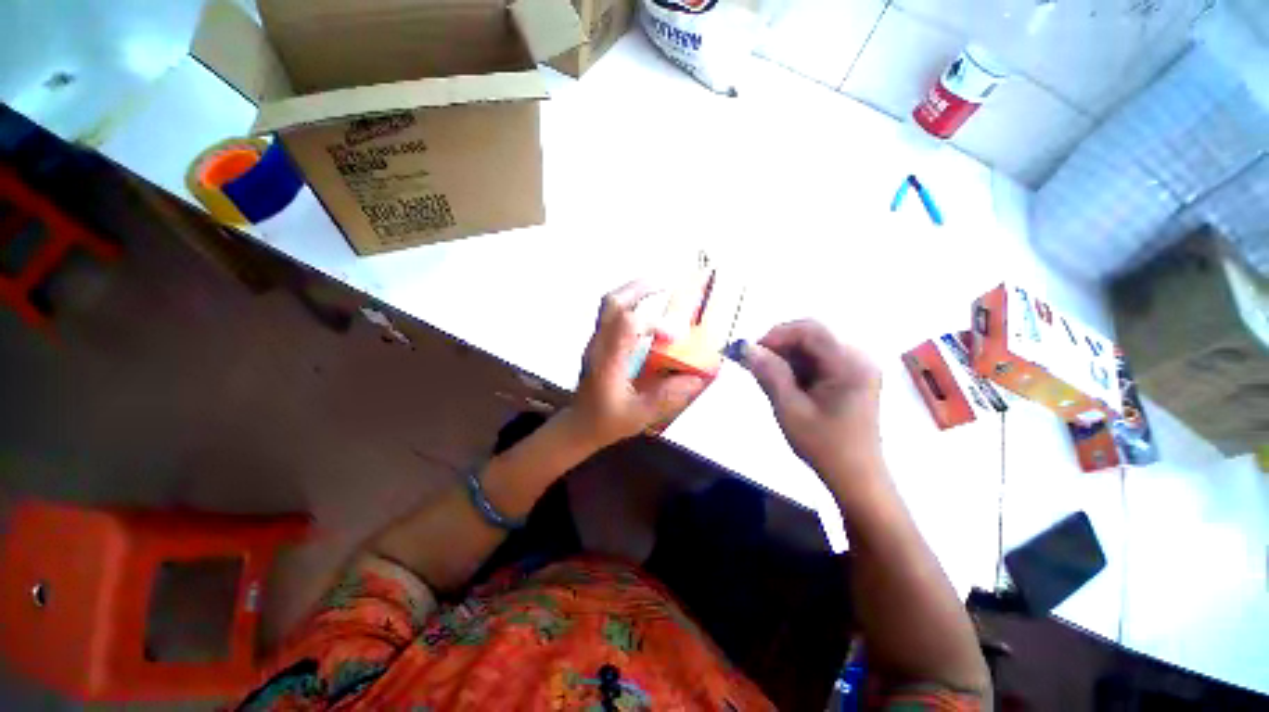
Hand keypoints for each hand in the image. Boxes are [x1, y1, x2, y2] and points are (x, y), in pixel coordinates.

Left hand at [564, 282, 706, 449]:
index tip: (675, 336)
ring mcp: (596, 341)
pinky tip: (647, 312)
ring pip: (610, 304)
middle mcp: (599, 345)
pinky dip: (631, 304)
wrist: (578, 423)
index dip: (654, 323)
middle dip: (640, 288)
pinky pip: (612, 313)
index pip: (626, 325)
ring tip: (659, 288)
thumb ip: (667, 397)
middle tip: (665, 283)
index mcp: (608, 362)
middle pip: (613, 303)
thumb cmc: (606, 421)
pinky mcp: (599, 342)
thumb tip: (698, 378)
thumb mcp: (639, 415)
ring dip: (635, 292)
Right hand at [739, 320, 882, 476]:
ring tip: (767, 376)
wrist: (856, 477)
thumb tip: (745, 348)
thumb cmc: (824, 445)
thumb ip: (768, 373)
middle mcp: (858, 357)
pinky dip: (796, 366)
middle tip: (755, 364)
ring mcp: (856, 366)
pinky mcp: (851, 375)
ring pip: (812, 346)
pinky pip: (818, 359)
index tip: (752, 353)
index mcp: (849, 363)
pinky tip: (785, 383)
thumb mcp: (789, 408)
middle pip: (812, 335)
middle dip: (779, 345)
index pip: (810, 329)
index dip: (777, 334)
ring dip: (786, 356)